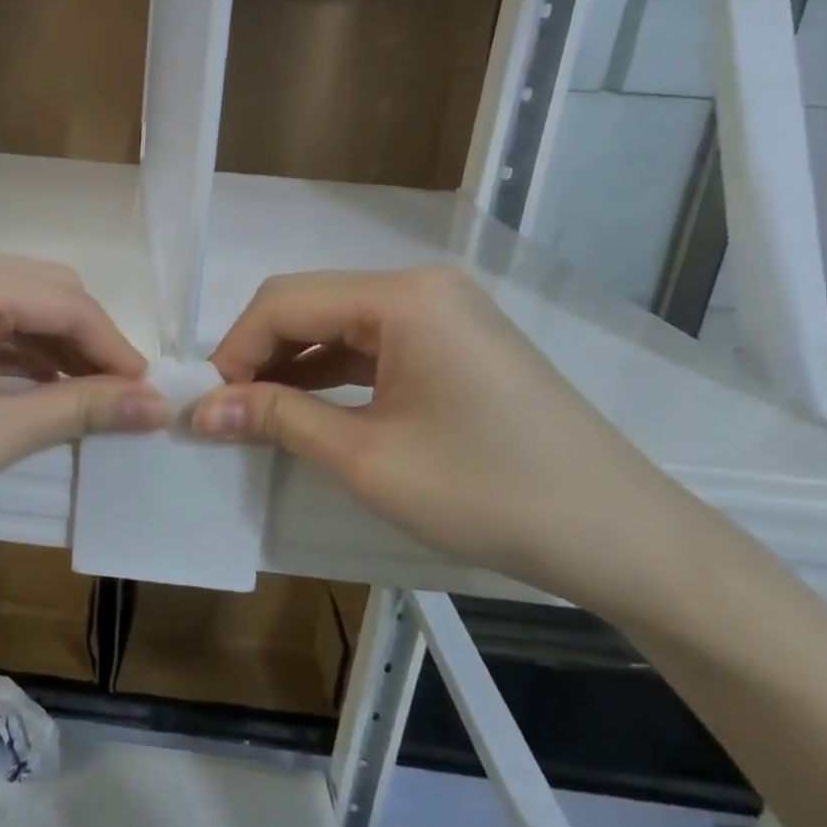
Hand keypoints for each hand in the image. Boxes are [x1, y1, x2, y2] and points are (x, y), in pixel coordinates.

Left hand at [0, 244, 169, 535]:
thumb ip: (78, 411)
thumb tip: (157, 406)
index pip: (65, 301)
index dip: (114, 348)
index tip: (149, 395)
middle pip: (40, 288)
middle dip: (84, 341)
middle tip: (117, 398)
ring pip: (8, 299)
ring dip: (48, 343)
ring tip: (81, 397)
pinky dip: (8, 344)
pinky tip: (30, 383)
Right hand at [192, 267, 703, 617]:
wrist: (626, 540)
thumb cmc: (491, 494)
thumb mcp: (367, 460)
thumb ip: (277, 419)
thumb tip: (200, 410)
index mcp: (403, 297)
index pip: (284, 302)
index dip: (234, 350)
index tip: (204, 404)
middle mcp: (420, 285)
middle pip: (308, 304)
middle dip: (258, 355)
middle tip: (224, 411)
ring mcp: (442, 310)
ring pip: (336, 323)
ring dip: (290, 364)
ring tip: (254, 413)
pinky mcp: (452, 339)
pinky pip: (370, 343)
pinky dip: (330, 372)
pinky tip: (305, 407)